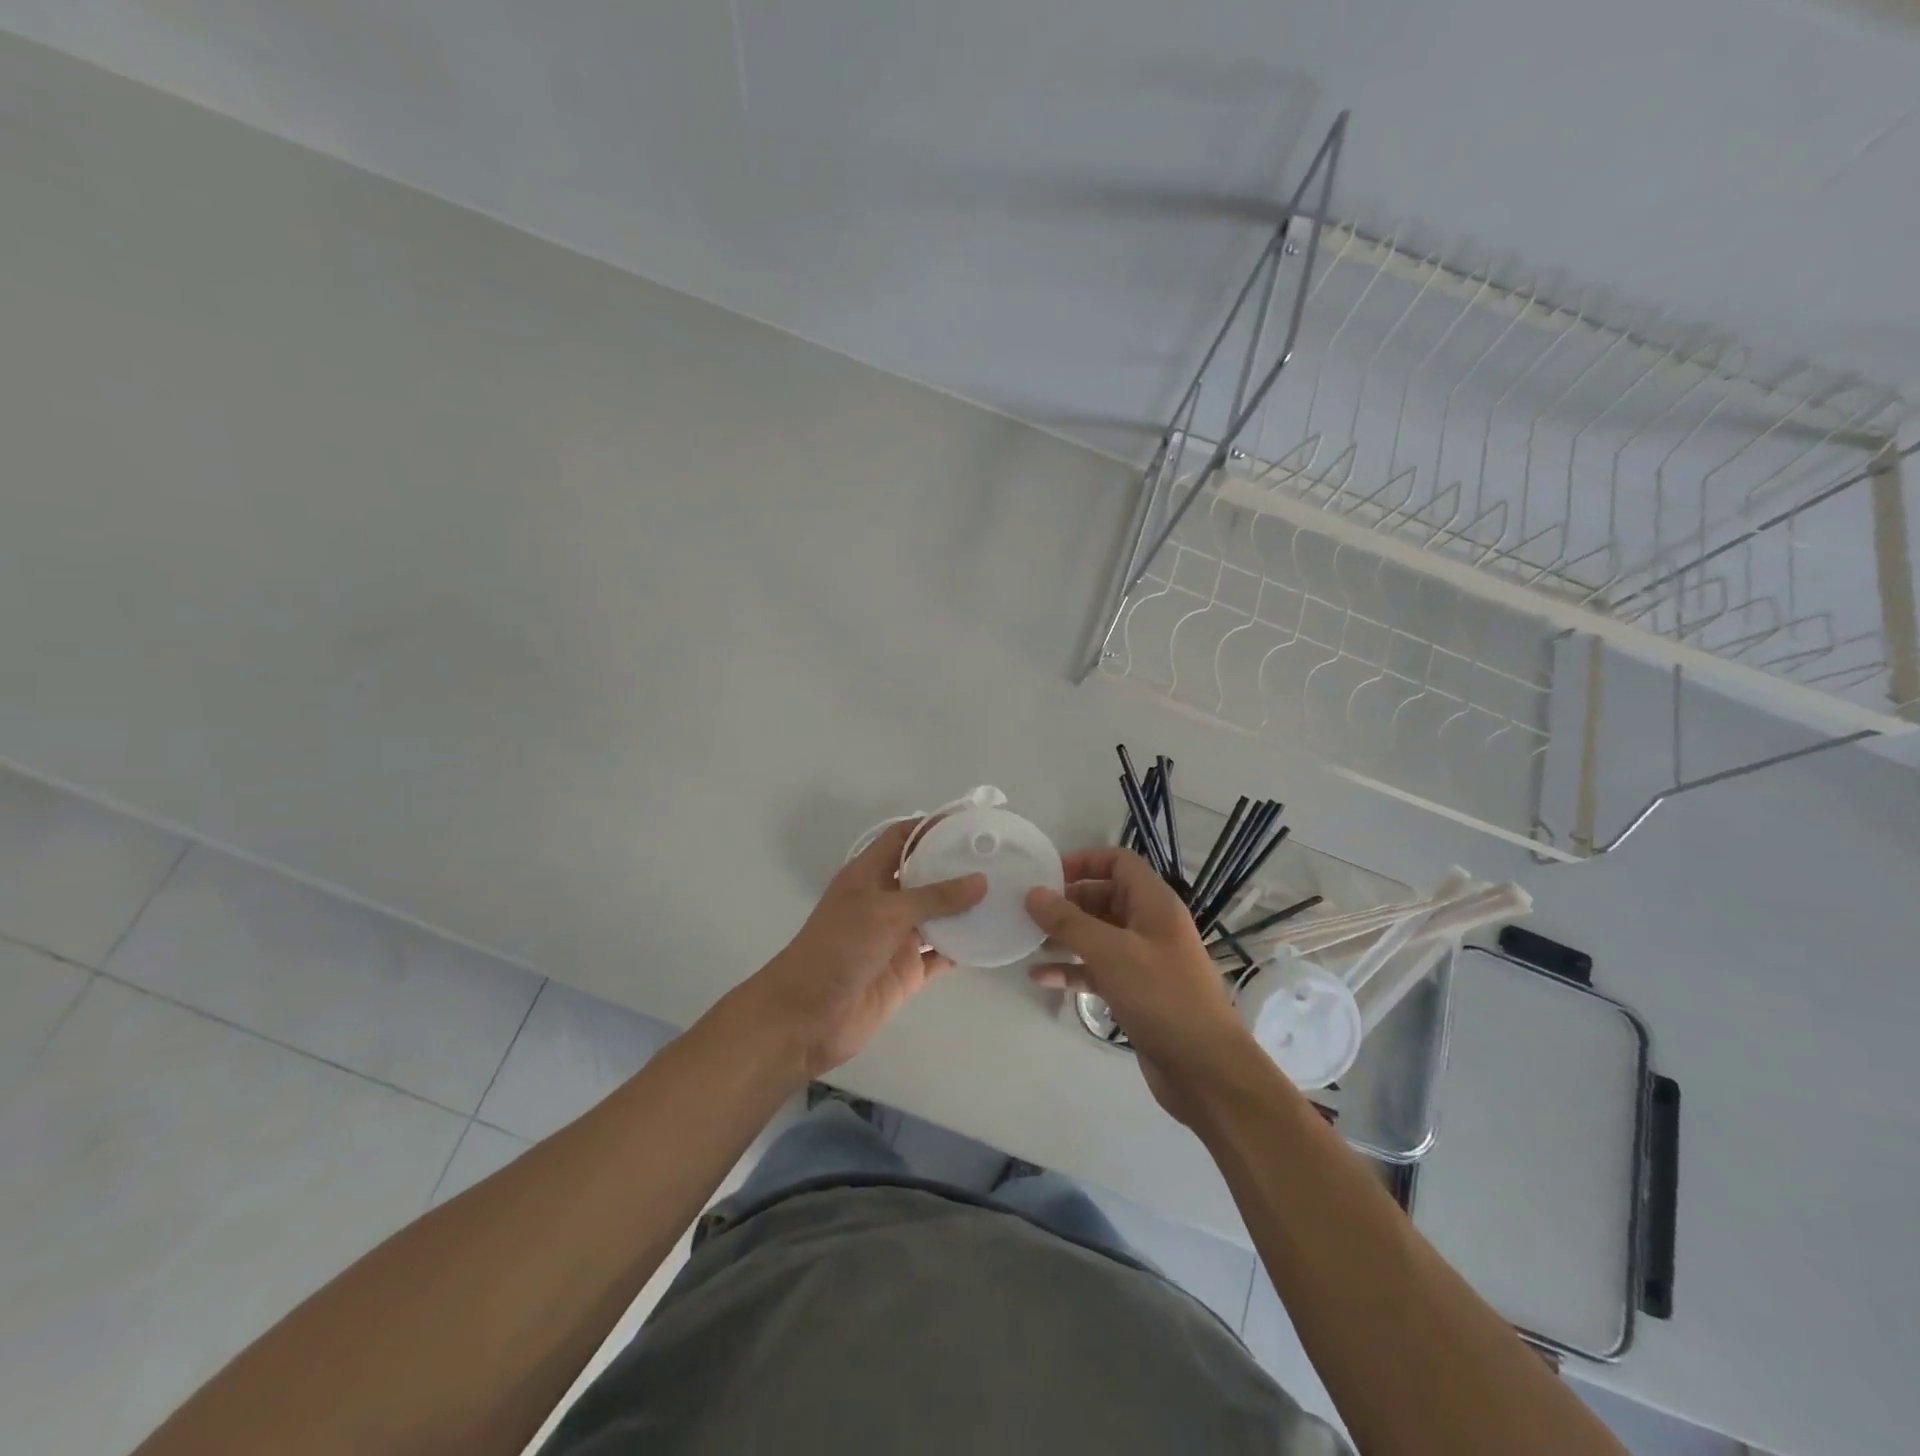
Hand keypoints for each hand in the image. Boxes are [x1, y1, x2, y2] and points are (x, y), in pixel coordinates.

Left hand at [744, 820, 986, 1080]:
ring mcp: (896, 938)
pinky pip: (941, 954)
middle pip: (925, 875)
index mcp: (868, 875)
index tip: (969, 822)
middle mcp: (884, 901)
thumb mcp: (886, 913)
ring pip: (938, 916)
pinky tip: (992, 940)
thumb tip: (981, 880)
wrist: (806, 1018)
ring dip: (965, 909)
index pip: (901, 838)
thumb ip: (935, 897)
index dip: (930, 826)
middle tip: (999, 859)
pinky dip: (963, 948)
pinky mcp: (907, 972)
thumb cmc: (838, 949)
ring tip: (1005, 895)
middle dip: (956, 867)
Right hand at [1026, 847, 1255, 1124]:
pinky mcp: (1136, 993)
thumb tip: (1033, 894)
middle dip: (1067, 903)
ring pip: (1098, 936)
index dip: (1084, 862)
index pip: (1119, 862)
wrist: (1205, 1069)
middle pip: (1104, 897)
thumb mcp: (1110, 952)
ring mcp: (1144, 960)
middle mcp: (1150, 925)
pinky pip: (1098, 970)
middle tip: (1028, 912)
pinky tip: (1041, 978)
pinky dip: (1072, 970)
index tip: (1047, 876)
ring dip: (1065, 937)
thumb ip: (1068, 921)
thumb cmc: (1161, 996)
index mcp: (1154, 903)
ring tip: (1027, 942)